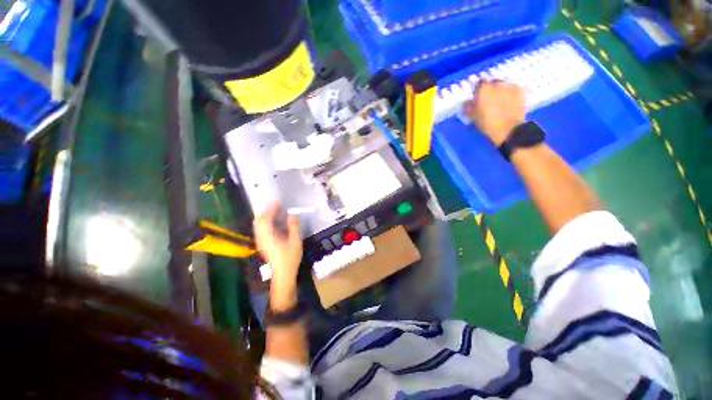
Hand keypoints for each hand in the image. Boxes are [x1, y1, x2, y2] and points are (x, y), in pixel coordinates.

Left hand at [253, 204, 302, 307]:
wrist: (282, 274)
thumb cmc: (290, 258)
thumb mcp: (295, 241)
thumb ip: (294, 226)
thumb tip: (293, 213)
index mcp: (268, 236)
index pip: (265, 219)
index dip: (271, 209)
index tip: (278, 203)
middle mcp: (261, 238)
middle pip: (259, 221)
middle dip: (266, 211)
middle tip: (277, 206)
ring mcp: (260, 242)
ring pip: (258, 225)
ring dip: (265, 216)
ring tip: (275, 211)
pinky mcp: (262, 245)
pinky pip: (260, 229)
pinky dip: (265, 222)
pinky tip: (274, 223)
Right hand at [464, 81, 526, 145]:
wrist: (509, 129)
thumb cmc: (487, 123)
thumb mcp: (473, 117)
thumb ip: (468, 107)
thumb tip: (466, 102)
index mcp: (484, 89)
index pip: (479, 84)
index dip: (478, 91)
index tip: (477, 98)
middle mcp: (497, 83)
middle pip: (492, 83)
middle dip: (491, 89)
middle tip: (489, 100)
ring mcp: (510, 86)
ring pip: (504, 85)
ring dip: (501, 90)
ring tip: (500, 101)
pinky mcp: (521, 91)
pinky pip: (514, 89)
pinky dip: (511, 93)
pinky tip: (510, 101)